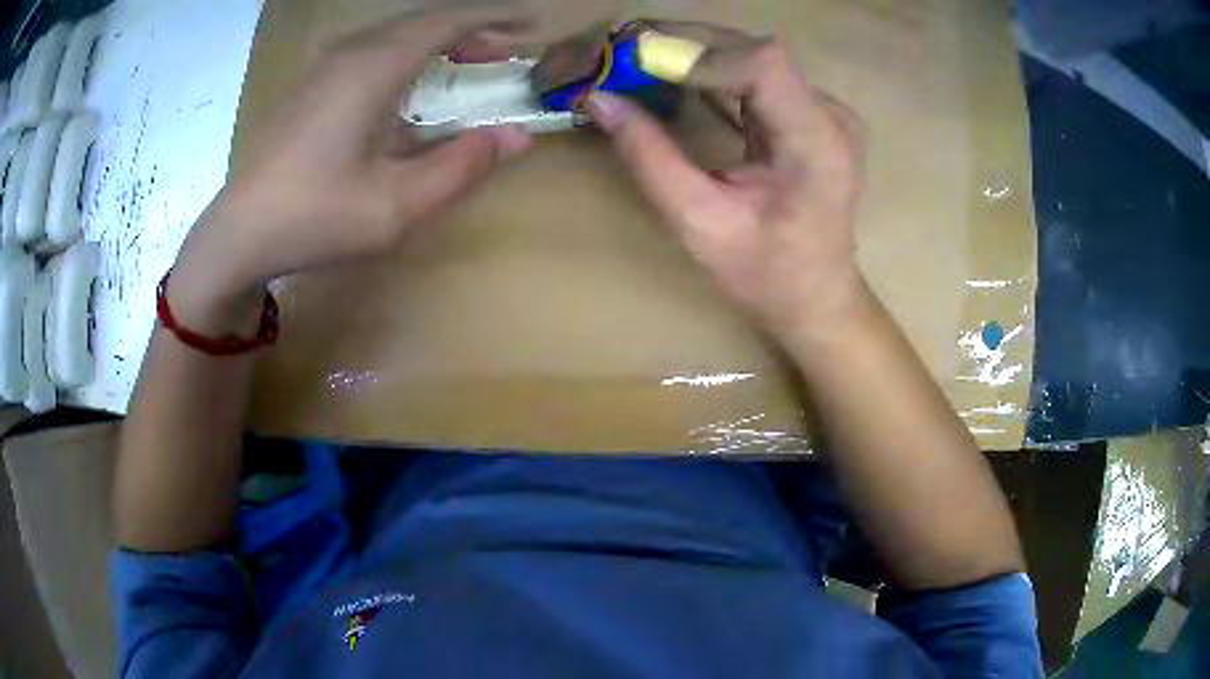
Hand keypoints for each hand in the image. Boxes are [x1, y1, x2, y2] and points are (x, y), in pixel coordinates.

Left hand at [169, 6, 537, 331]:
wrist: (238, 233)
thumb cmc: (314, 218)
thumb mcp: (396, 205)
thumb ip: (461, 166)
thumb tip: (517, 136)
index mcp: (374, 68)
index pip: (448, 20)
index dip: (496, 19)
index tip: (532, 28)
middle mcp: (351, 52)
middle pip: (424, 20)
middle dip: (473, 30)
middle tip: (509, 53)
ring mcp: (327, 65)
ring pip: (398, 32)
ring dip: (441, 41)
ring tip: (472, 64)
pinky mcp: (314, 83)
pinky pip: (376, 49)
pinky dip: (411, 54)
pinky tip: (417, 84)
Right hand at [588, 23, 867, 341]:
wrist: (816, 297)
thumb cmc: (766, 276)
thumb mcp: (700, 224)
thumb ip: (650, 159)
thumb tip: (599, 100)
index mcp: (816, 142)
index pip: (763, 65)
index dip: (698, 55)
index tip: (637, 66)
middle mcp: (828, 114)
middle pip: (753, 51)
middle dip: (684, 46)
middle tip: (621, 51)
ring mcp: (822, 111)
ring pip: (749, 57)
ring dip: (690, 55)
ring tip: (635, 60)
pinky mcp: (808, 114)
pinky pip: (753, 77)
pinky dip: (707, 74)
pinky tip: (670, 78)